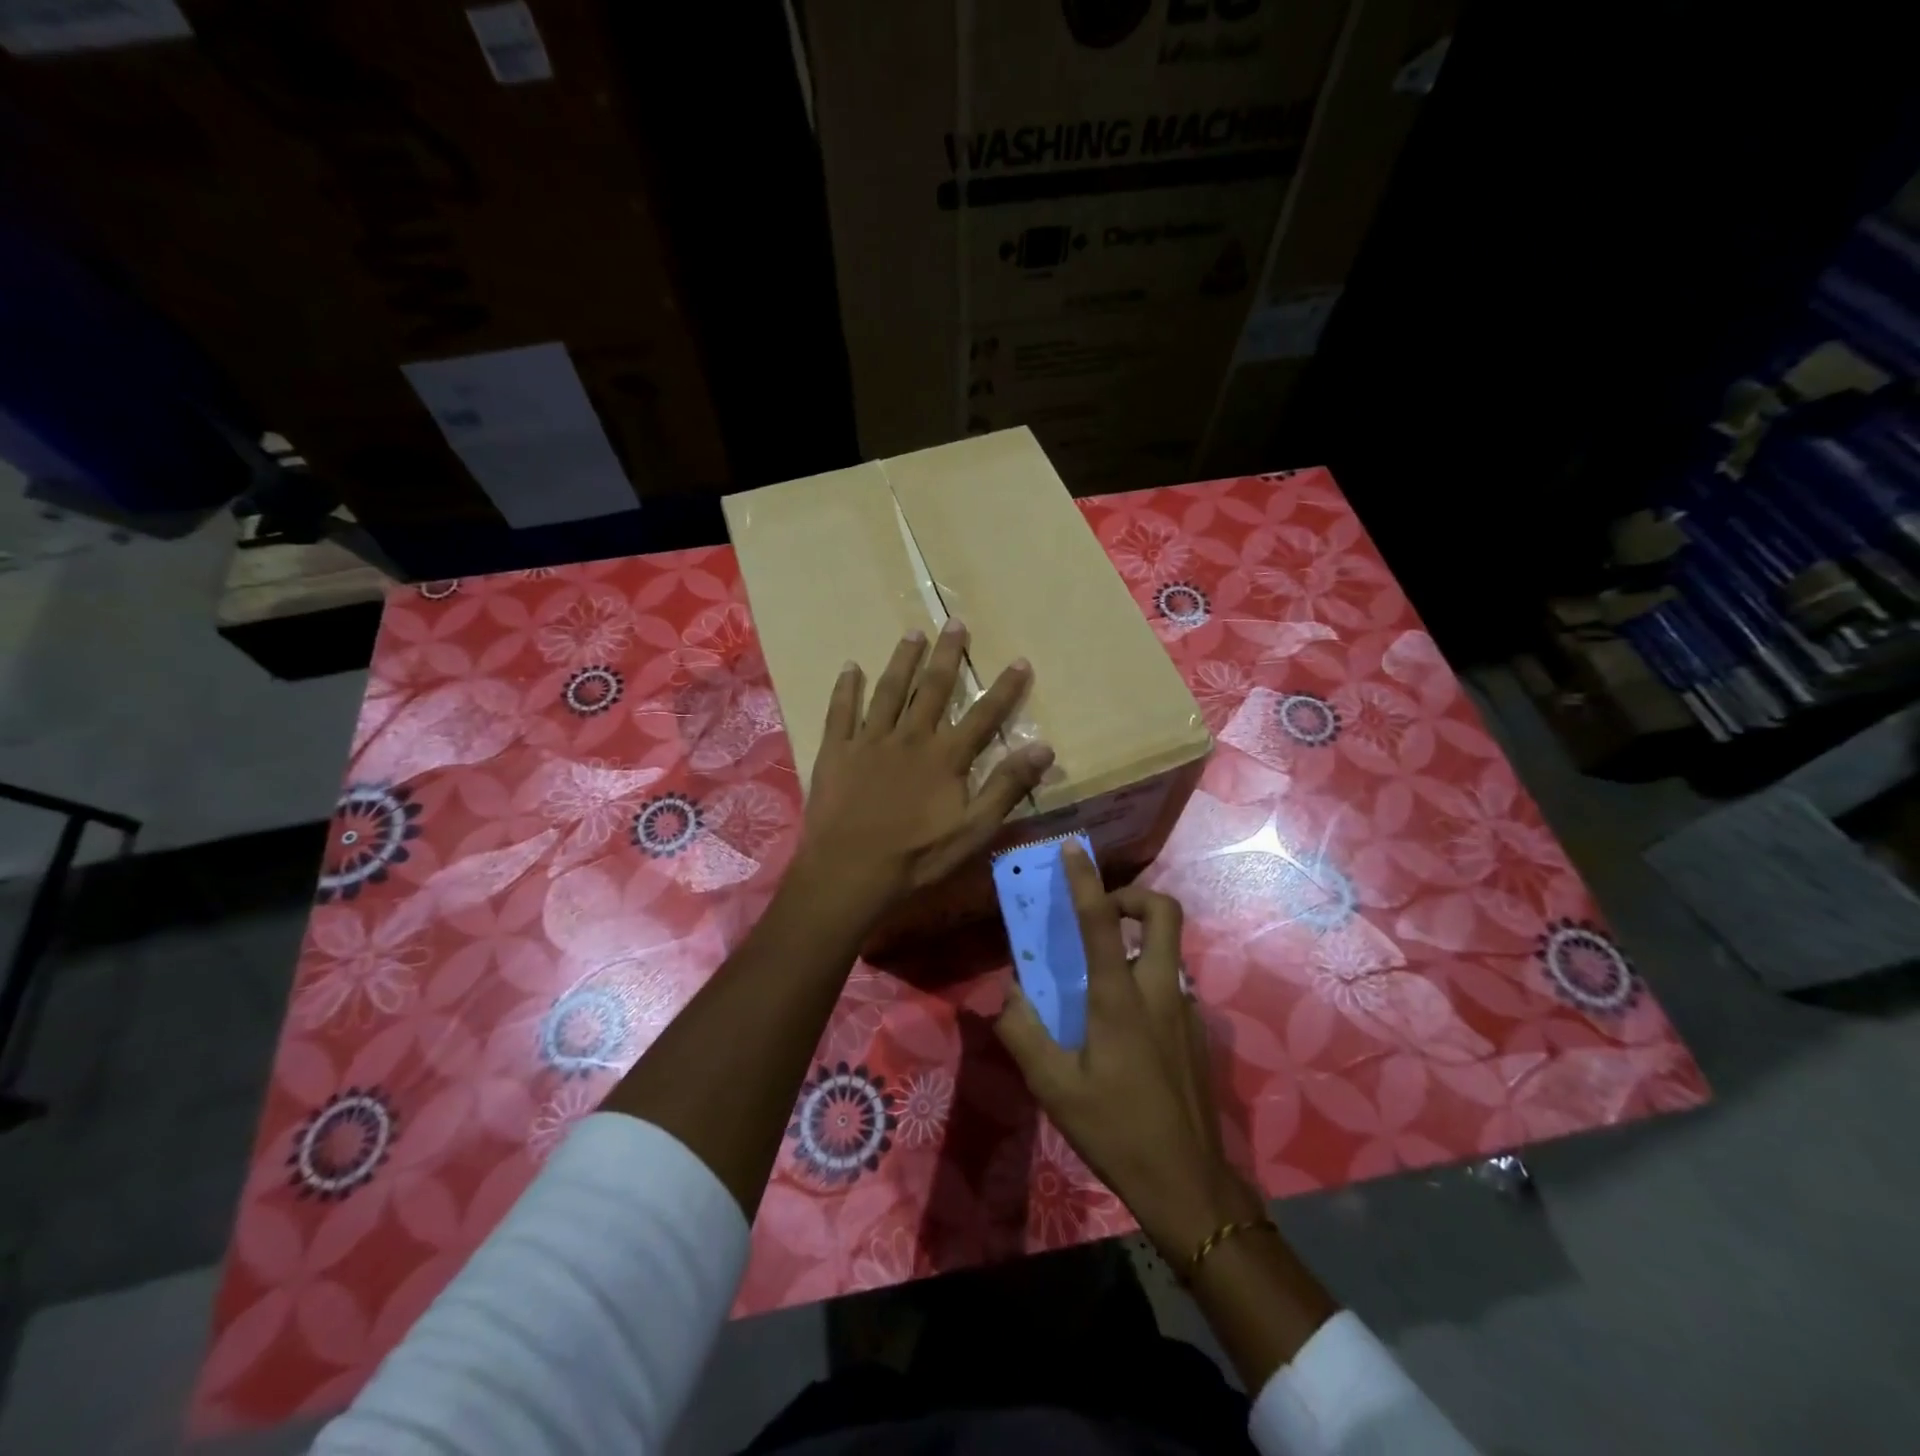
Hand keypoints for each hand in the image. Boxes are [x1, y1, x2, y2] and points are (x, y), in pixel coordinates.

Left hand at [796, 621, 1054, 925]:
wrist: (850, 870)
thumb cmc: (916, 856)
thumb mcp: (973, 830)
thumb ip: (1006, 787)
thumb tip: (1045, 749)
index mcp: (945, 757)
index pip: (982, 715)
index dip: (1003, 689)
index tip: (1019, 661)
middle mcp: (910, 737)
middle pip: (932, 688)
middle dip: (947, 655)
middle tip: (955, 622)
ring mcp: (870, 740)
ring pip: (888, 690)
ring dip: (902, 660)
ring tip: (912, 632)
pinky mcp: (836, 750)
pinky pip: (841, 711)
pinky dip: (846, 687)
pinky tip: (850, 666)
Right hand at [995, 841, 1263, 1262]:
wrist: (1188, 1184)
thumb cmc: (1116, 1130)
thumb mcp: (1053, 1087)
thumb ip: (1023, 1031)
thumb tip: (1011, 991)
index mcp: (1121, 998)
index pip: (1101, 922)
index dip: (1085, 880)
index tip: (1073, 850)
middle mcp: (1159, 990)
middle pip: (1165, 912)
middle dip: (1134, 895)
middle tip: (1102, 913)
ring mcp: (1186, 1009)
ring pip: (1169, 948)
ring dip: (1138, 940)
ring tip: (1101, 975)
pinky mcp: (1197, 1031)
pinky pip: (1171, 983)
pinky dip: (1146, 978)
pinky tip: (1122, 1026)